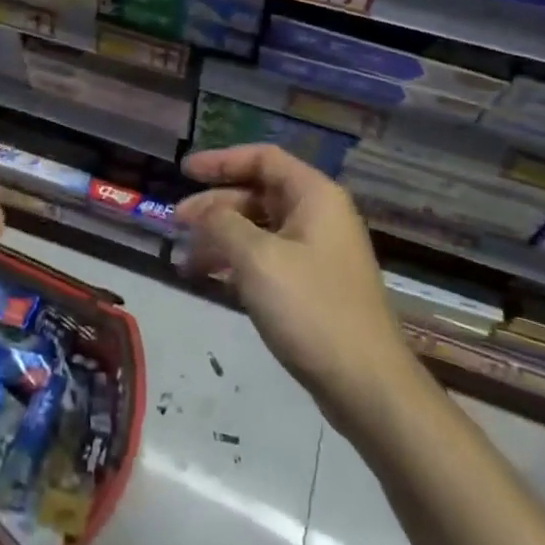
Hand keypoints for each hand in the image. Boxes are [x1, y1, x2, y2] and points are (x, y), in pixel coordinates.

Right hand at [176, 144, 406, 428]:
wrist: (367, 386)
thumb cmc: (311, 309)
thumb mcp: (256, 258)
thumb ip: (222, 224)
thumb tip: (203, 211)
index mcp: (314, 196)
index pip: (263, 158)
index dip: (222, 161)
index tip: (185, 172)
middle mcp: (319, 216)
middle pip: (258, 193)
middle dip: (215, 206)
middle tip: (176, 222)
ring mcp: (318, 253)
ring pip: (260, 230)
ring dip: (222, 238)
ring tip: (186, 260)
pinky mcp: (314, 287)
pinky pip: (268, 259)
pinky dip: (238, 263)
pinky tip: (212, 280)